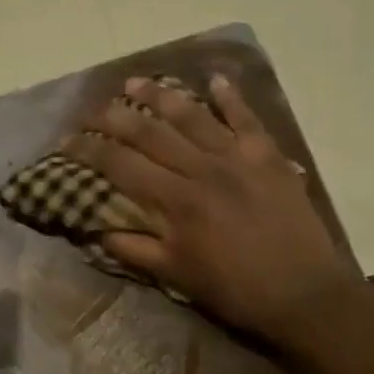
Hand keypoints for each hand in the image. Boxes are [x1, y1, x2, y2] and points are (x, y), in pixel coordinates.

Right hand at [63, 74, 352, 343]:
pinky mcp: (268, 157)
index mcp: (175, 202)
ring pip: (192, 117)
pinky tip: (214, 79)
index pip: (121, 165)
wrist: (305, 294)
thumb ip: (134, 250)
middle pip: (150, 133)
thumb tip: (95, 231)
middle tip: (93, 107)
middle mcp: (201, 170)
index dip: (90, 150)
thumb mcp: (177, 276)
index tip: (68, 139)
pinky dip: (231, 97)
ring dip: (161, 96)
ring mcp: (237, 158)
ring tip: (136, 82)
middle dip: (116, 116)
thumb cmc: (235, 289)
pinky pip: (246, 119)